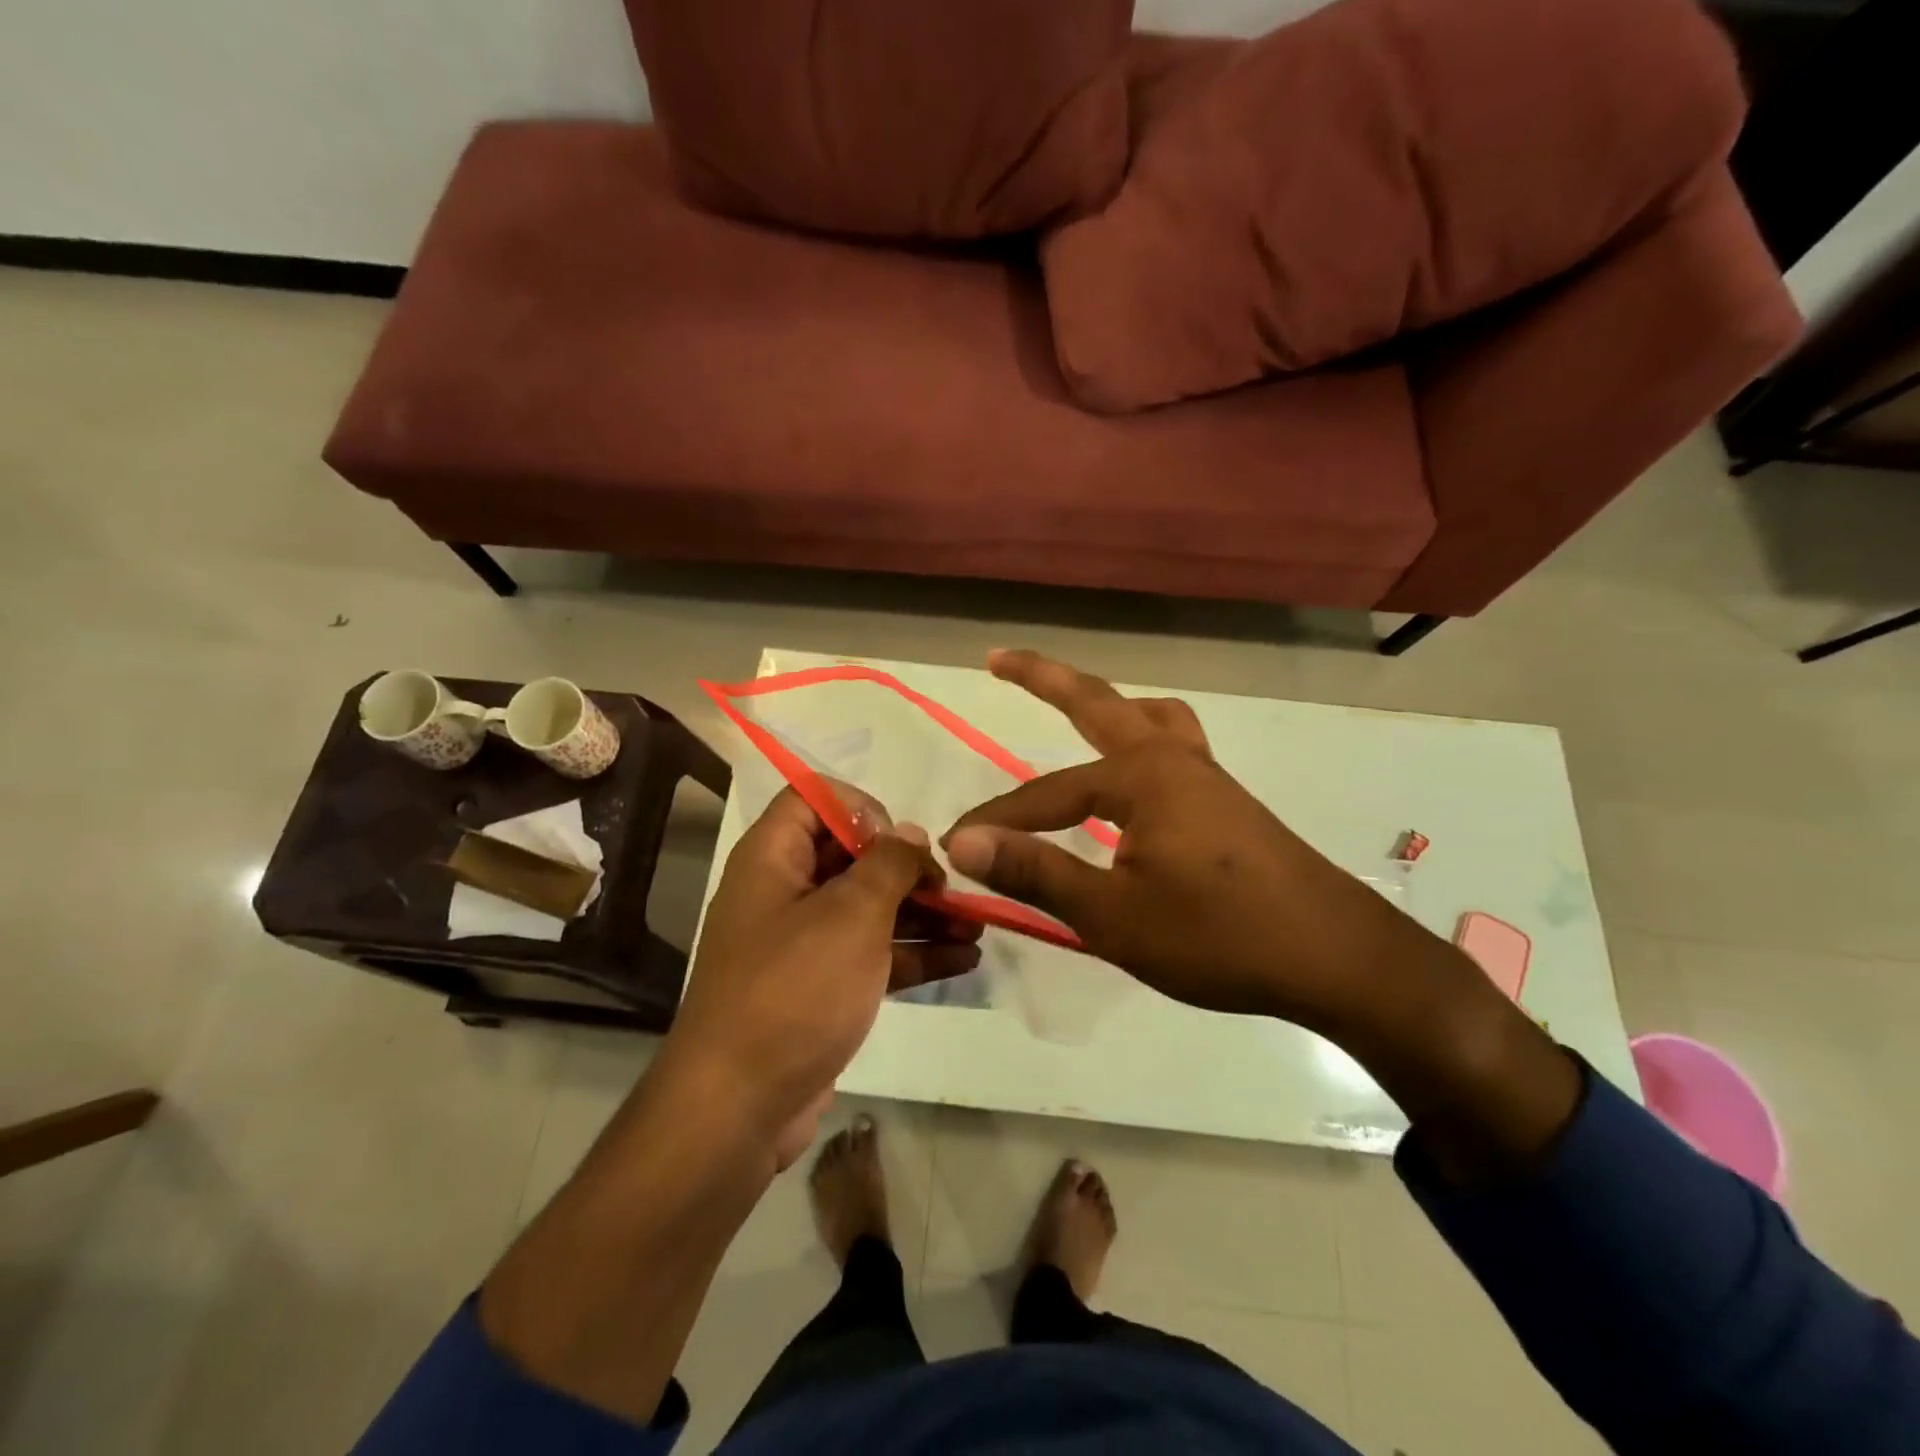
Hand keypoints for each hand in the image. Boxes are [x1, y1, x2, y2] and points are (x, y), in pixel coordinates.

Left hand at [667, 787, 980, 1162]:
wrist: (738, 1108)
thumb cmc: (794, 990)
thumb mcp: (850, 915)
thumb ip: (888, 865)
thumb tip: (909, 835)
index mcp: (772, 859)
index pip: (813, 799)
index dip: (861, 810)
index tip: (900, 844)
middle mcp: (782, 893)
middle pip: (850, 857)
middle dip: (907, 869)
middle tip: (953, 889)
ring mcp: (800, 945)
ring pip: (867, 910)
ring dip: (921, 913)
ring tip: (976, 925)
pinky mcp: (818, 990)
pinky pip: (870, 956)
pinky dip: (911, 954)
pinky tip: (964, 959)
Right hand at [943, 650, 1439, 1034]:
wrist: (1338, 959)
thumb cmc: (1220, 938)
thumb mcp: (1114, 915)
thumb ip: (1036, 873)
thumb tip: (963, 840)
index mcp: (1142, 777)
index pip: (1047, 794)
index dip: (999, 821)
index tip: (955, 845)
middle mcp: (1173, 759)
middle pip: (1098, 703)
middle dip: (1044, 678)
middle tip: (999, 658)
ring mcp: (1207, 776)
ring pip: (1146, 718)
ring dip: (1105, 704)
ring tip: (1075, 705)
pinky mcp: (1226, 802)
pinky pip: (1172, 746)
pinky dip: (1140, 739)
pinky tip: (1134, 777)